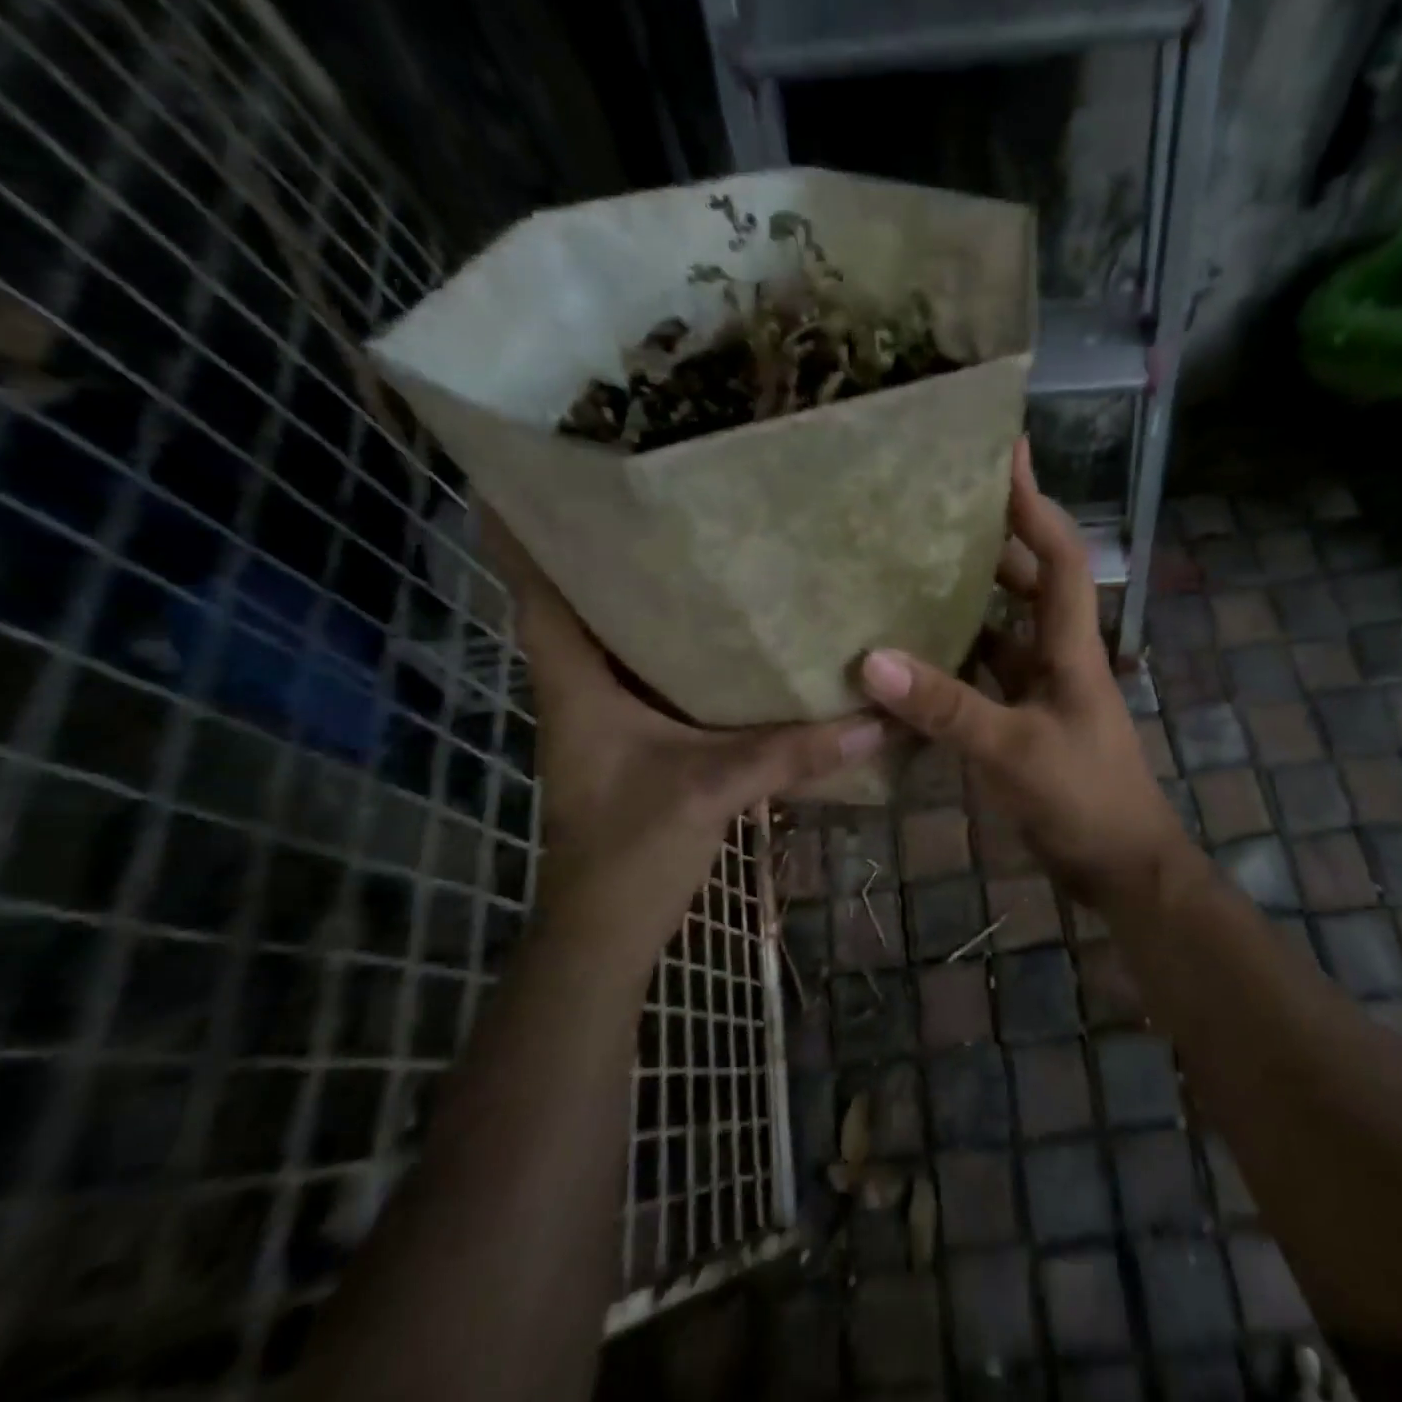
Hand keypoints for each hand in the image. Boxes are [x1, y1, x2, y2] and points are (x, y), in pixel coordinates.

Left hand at [483, 509, 882, 960]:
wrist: (608, 927)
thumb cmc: (632, 849)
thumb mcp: (713, 788)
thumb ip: (794, 752)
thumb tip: (877, 718)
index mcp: (577, 684)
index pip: (535, 593)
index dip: (525, 534)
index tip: (535, 475)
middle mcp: (584, 688)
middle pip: (580, 603)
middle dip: (603, 549)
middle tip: (647, 493)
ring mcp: (608, 716)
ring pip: (619, 638)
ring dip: (642, 596)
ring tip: (690, 542)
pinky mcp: (637, 739)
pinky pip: (653, 674)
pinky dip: (676, 646)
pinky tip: (723, 632)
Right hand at [858, 439, 1184, 899]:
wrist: (1122, 867)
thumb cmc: (1084, 799)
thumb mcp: (1013, 750)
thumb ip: (946, 707)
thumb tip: (871, 659)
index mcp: (1071, 647)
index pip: (1059, 556)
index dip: (1035, 503)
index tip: (1007, 452)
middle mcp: (1058, 657)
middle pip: (1028, 584)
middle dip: (993, 543)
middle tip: (936, 510)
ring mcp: (1041, 692)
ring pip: (1002, 630)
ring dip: (968, 602)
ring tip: (911, 570)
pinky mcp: (1024, 722)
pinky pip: (986, 676)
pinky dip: (955, 662)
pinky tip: (911, 657)